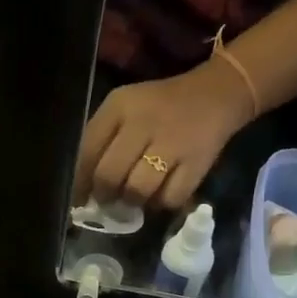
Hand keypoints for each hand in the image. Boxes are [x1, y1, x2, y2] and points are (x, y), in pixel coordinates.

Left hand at [74, 60, 256, 208]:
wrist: (216, 94)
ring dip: (133, 201)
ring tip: (137, 195)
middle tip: (110, 200)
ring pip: (137, 191)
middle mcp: (144, 122)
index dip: (80, 183)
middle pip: (110, 176)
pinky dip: (162, 203)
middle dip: (105, 195)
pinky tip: (161, 193)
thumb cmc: (160, 107)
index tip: (80, 200)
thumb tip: (83, 189)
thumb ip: (101, 141)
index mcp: (120, 106)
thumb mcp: (125, 110)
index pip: (87, 152)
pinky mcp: (196, 163)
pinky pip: (168, 199)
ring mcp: (172, 143)